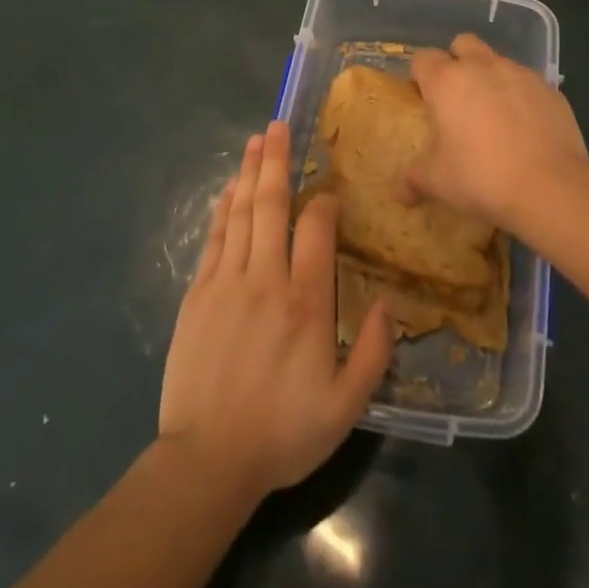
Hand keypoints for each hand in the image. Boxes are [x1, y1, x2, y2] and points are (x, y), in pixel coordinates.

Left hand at [158, 121, 392, 500]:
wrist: (207, 461)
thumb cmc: (282, 433)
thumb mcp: (345, 407)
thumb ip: (374, 353)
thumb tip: (390, 304)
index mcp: (305, 303)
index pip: (316, 229)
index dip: (324, 202)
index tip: (330, 192)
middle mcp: (266, 280)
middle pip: (271, 206)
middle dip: (277, 161)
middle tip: (278, 125)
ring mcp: (227, 283)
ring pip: (241, 213)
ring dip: (250, 173)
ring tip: (257, 140)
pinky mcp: (198, 294)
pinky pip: (215, 238)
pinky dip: (223, 208)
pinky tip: (230, 189)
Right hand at [407, 33, 588, 229]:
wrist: (550, 188)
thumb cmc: (481, 178)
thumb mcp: (438, 182)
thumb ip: (414, 179)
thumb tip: (400, 193)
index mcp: (446, 81)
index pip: (423, 58)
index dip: (420, 76)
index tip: (423, 99)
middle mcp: (482, 67)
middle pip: (462, 44)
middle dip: (456, 61)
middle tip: (457, 97)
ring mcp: (519, 74)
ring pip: (497, 61)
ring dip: (490, 78)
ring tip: (493, 115)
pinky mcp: (550, 89)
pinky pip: (527, 82)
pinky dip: (520, 96)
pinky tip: (524, 128)